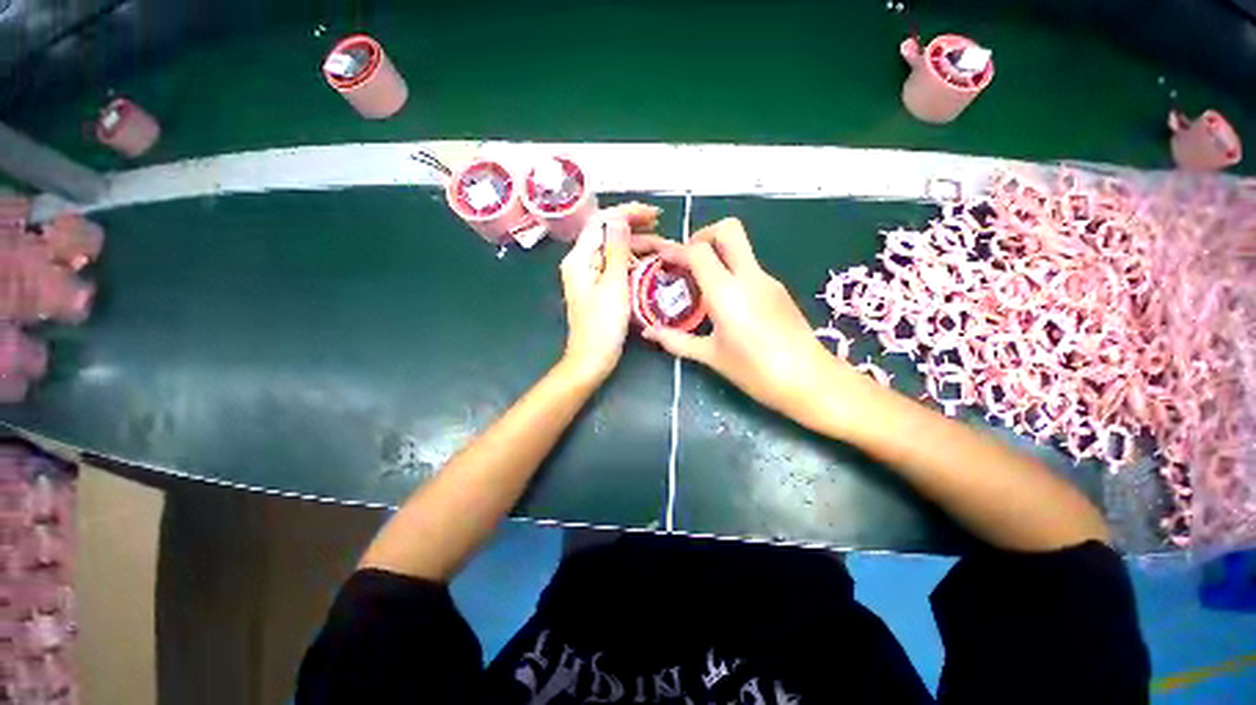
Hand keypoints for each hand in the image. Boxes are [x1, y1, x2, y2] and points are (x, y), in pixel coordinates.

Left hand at [559, 203, 660, 384]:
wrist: (592, 359)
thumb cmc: (603, 325)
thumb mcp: (614, 285)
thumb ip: (616, 250)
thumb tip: (619, 218)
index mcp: (579, 258)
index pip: (601, 221)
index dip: (627, 213)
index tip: (654, 215)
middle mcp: (581, 262)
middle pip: (608, 234)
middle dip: (636, 230)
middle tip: (663, 230)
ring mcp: (590, 276)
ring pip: (615, 251)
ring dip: (638, 247)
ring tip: (664, 250)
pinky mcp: (598, 288)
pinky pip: (616, 266)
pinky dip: (633, 263)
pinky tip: (651, 265)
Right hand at [634, 218, 854, 418]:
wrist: (809, 380)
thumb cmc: (755, 371)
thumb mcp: (711, 356)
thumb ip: (676, 340)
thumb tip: (648, 332)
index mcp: (727, 293)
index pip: (698, 251)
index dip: (676, 250)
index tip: (662, 259)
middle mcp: (749, 277)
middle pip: (728, 229)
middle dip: (703, 235)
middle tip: (688, 261)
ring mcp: (767, 280)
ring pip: (741, 247)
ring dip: (717, 254)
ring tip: (701, 284)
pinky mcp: (778, 288)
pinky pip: (749, 266)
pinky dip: (731, 270)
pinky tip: (724, 300)